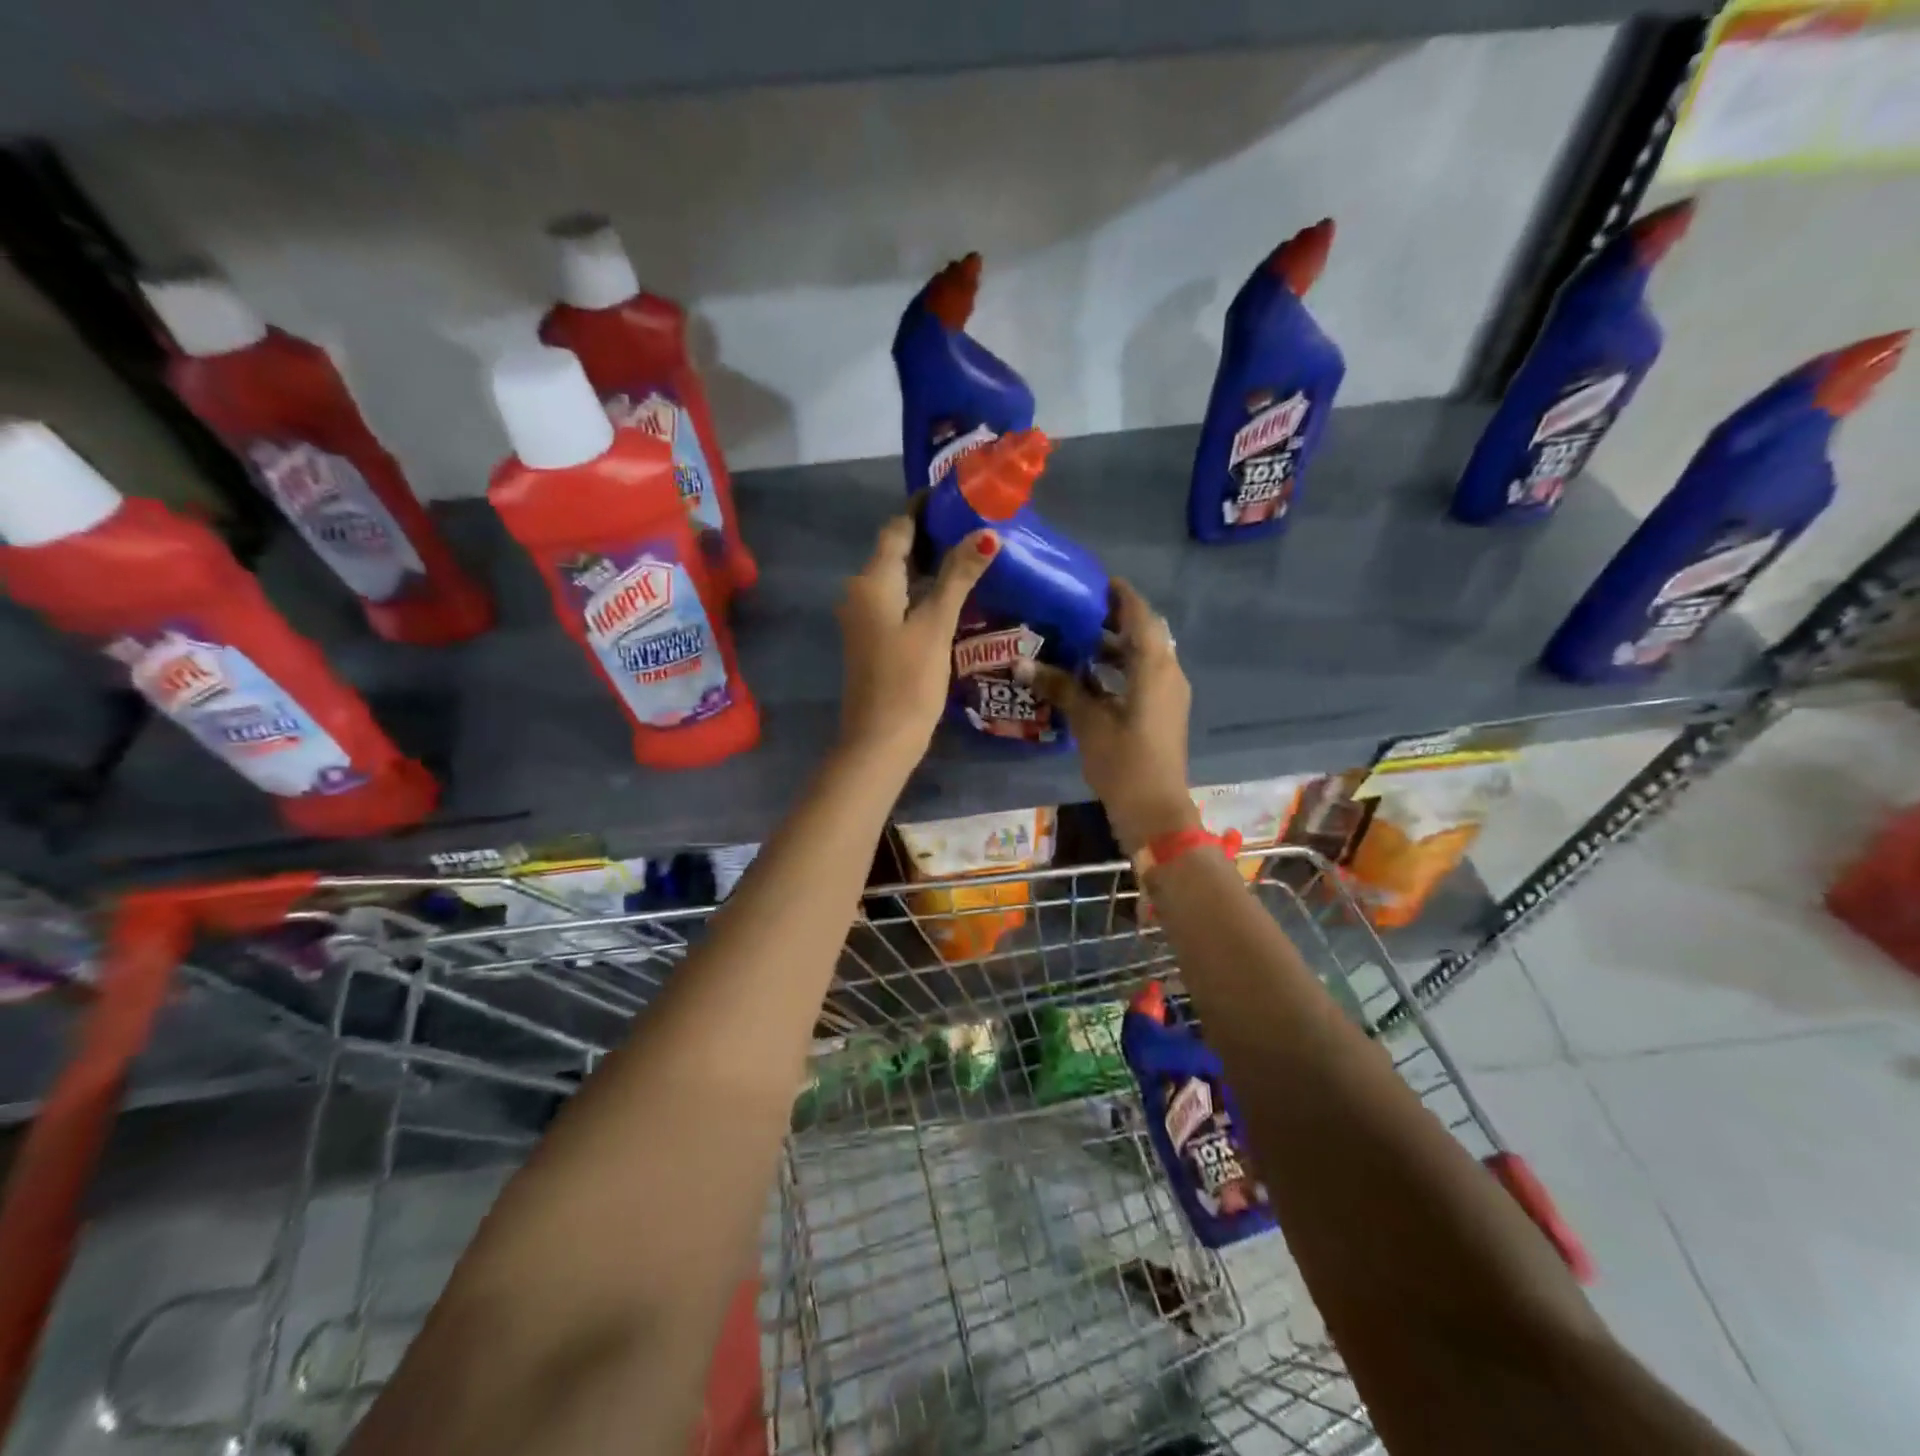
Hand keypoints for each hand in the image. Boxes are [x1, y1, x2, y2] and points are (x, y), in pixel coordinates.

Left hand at [836, 515, 997, 766]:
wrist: (879, 740)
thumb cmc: (908, 681)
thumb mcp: (936, 625)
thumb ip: (959, 577)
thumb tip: (987, 533)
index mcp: (872, 580)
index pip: (898, 527)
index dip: (924, 508)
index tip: (959, 495)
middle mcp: (860, 591)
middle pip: (896, 550)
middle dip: (932, 534)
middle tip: (976, 523)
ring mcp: (864, 617)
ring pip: (897, 577)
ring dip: (929, 563)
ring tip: (972, 554)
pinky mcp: (873, 638)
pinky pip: (897, 600)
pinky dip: (922, 590)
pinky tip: (952, 594)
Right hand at [1026, 579, 1198, 852]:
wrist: (1154, 810)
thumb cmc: (1123, 760)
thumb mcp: (1088, 720)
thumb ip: (1059, 686)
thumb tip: (1022, 662)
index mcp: (1154, 666)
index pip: (1140, 614)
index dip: (1118, 594)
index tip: (1091, 581)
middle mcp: (1167, 672)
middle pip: (1142, 633)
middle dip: (1111, 620)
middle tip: (1073, 611)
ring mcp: (1167, 694)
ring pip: (1141, 657)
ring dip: (1113, 647)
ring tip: (1074, 641)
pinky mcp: (1161, 713)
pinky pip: (1141, 677)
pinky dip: (1118, 670)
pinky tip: (1086, 677)